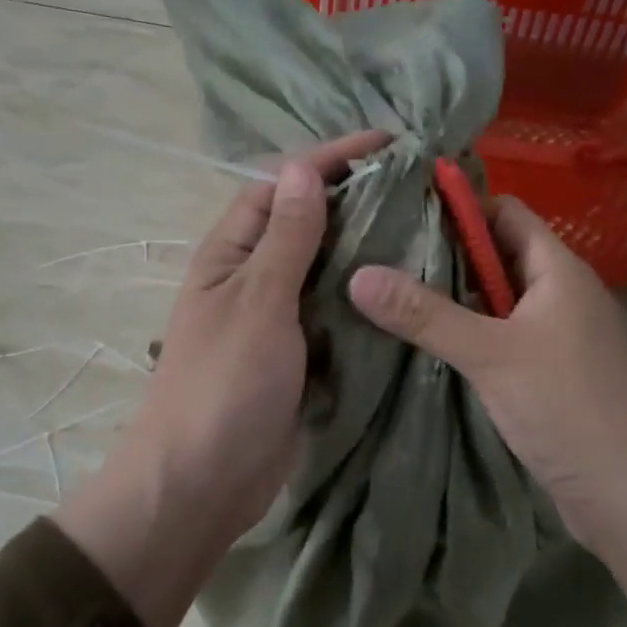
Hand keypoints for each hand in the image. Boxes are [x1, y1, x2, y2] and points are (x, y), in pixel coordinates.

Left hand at [125, 128, 392, 538]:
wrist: (203, 483)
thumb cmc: (224, 384)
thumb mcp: (257, 302)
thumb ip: (285, 239)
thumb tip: (301, 168)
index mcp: (231, 254)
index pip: (280, 186)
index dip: (328, 159)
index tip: (387, 143)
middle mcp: (253, 278)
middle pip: (306, 224)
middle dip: (354, 200)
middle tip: (418, 186)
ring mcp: (277, 320)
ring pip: (325, 269)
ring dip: (363, 248)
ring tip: (424, 228)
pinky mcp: (300, 356)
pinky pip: (335, 313)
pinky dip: (364, 298)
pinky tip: (405, 288)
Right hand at [347, 196, 626, 552]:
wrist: (626, 494)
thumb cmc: (566, 407)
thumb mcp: (489, 355)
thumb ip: (424, 314)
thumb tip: (358, 275)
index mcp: (558, 269)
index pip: (506, 212)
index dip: (460, 206)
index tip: (402, 212)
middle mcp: (560, 292)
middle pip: (498, 253)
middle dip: (446, 252)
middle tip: (383, 254)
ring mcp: (556, 333)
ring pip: (497, 297)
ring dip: (454, 295)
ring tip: (392, 293)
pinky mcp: (548, 369)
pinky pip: (501, 333)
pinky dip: (468, 330)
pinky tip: (428, 341)